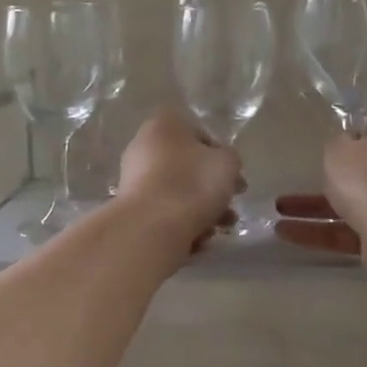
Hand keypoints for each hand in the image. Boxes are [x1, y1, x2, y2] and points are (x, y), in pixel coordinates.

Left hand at [116, 107, 243, 248]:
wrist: (152, 227)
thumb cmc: (193, 183)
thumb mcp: (227, 163)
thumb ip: (230, 158)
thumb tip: (223, 164)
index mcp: (164, 125)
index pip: (199, 133)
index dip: (221, 155)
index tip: (234, 176)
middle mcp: (143, 147)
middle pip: (187, 166)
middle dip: (212, 188)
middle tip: (231, 205)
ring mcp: (133, 180)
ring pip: (177, 193)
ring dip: (203, 211)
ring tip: (220, 229)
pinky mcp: (132, 210)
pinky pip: (165, 214)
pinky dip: (182, 225)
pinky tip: (198, 240)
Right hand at [274, 117, 366, 256]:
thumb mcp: (339, 149)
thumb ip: (336, 145)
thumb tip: (345, 144)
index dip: (351, 136)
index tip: (328, 145)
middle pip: (361, 171)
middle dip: (329, 179)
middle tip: (299, 180)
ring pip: (348, 204)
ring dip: (313, 210)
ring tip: (276, 215)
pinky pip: (344, 232)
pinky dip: (317, 233)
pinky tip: (285, 234)